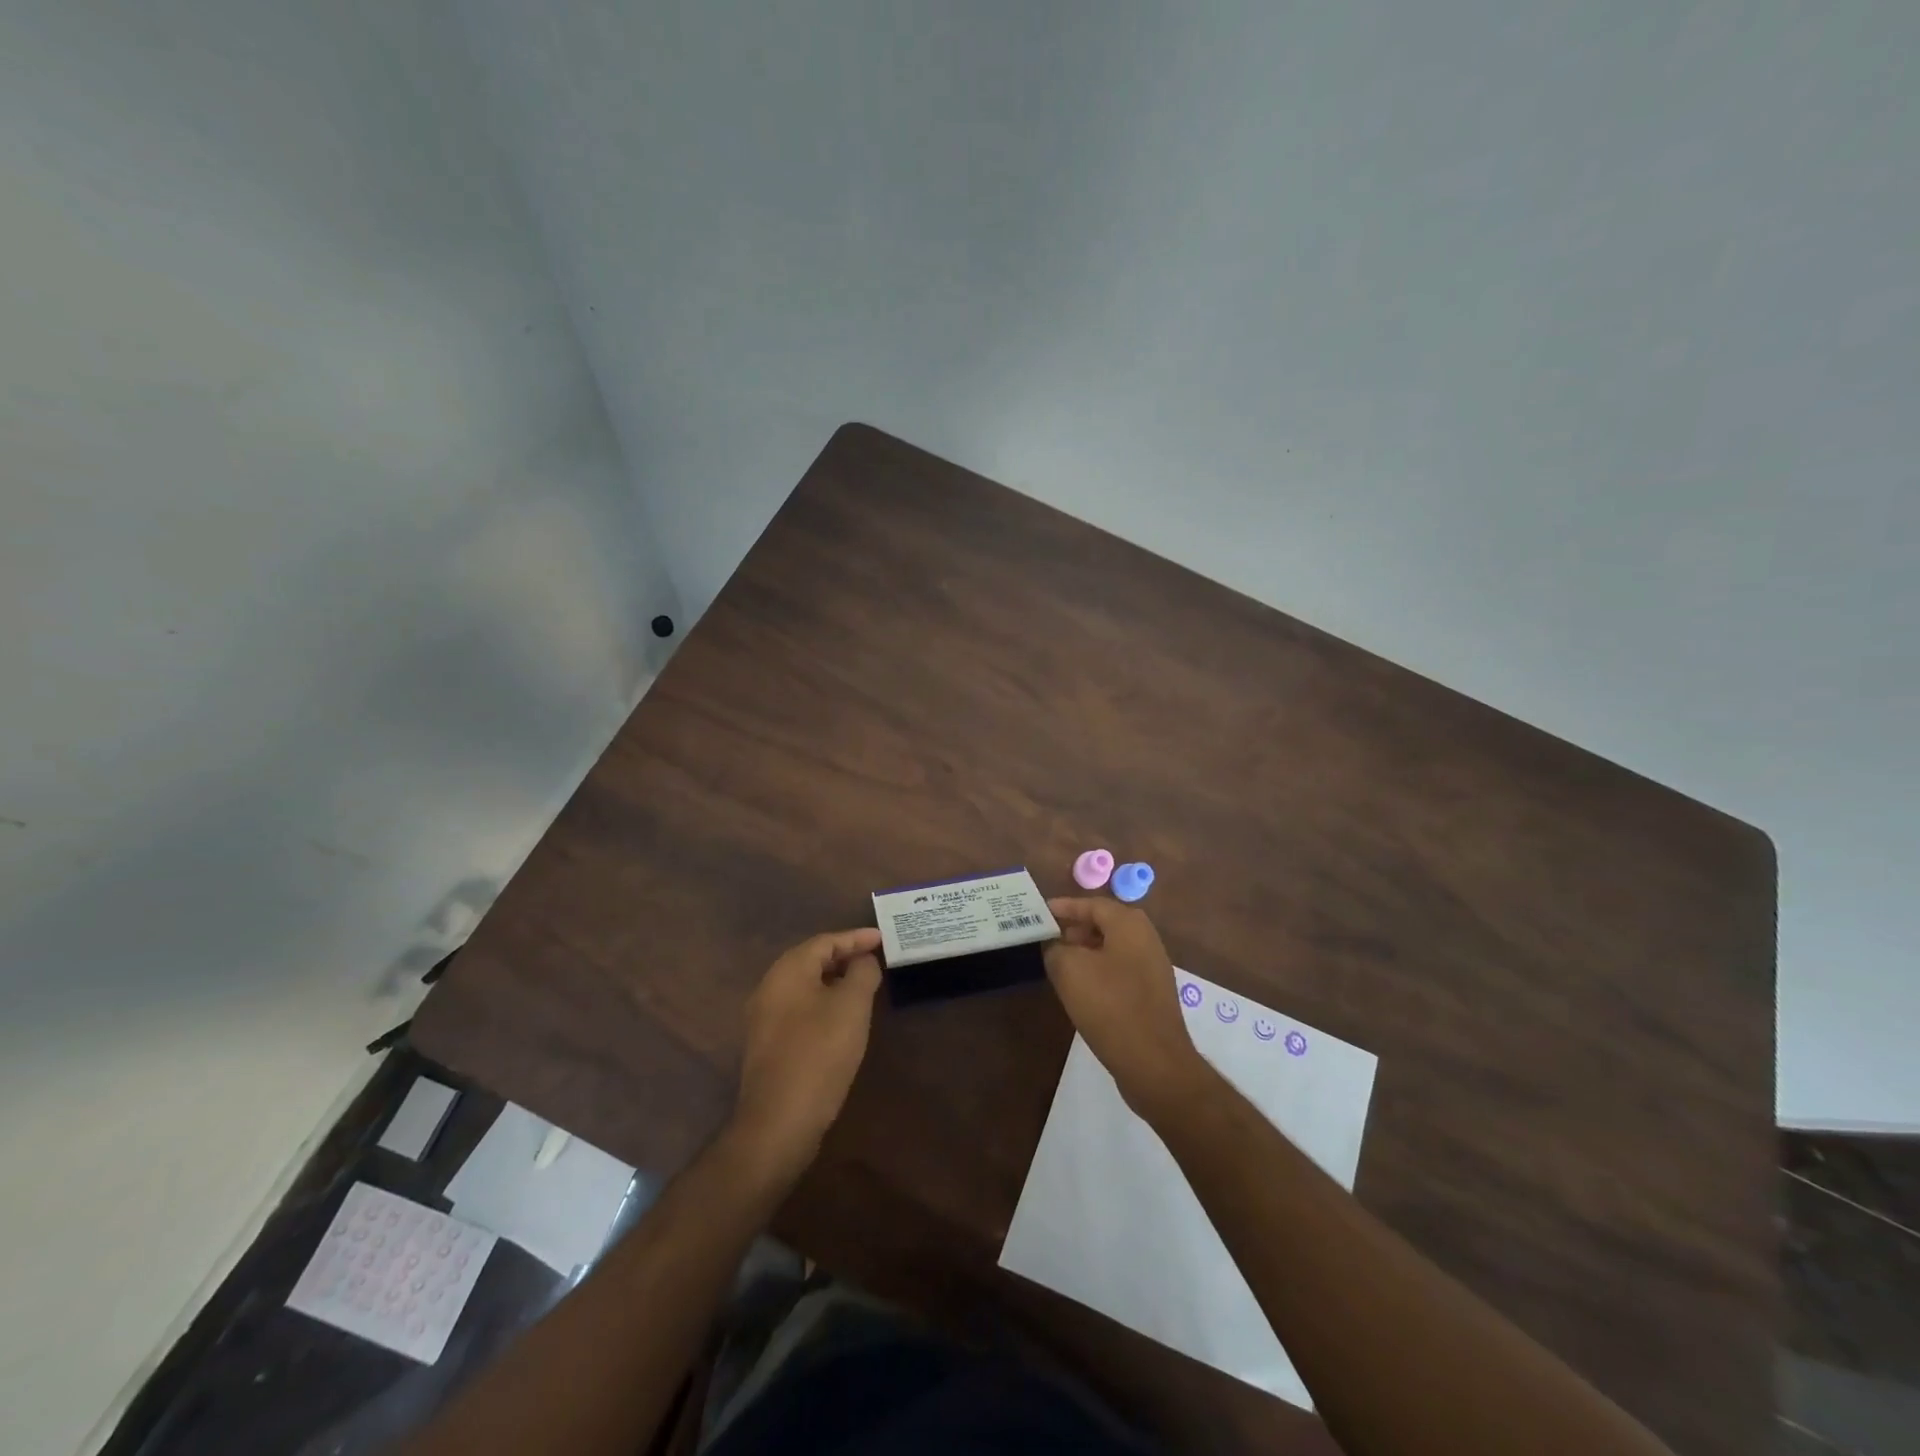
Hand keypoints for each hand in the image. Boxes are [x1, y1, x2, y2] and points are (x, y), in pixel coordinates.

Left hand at [728, 928, 883, 1183]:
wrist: (779, 1122)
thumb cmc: (819, 1054)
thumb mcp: (851, 1007)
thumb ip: (862, 974)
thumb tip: (863, 961)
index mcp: (787, 972)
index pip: (825, 941)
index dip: (856, 938)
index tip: (883, 939)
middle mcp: (769, 988)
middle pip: (811, 961)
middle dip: (844, 957)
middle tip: (875, 959)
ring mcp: (764, 1018)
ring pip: (805, 986)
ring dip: (834, 981)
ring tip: (864, 985)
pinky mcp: (768, 1045)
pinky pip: (800, 1009)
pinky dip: (823, 1003)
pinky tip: (842, 1018)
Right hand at [1045, 898, 1208, 1119]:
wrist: (1155, 1063)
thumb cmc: (1110, 1006)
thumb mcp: (1069, 970)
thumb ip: (1055, 948)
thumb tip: (1055, 945)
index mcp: (1129, 925)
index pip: (1091, 904)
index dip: (1064, 907)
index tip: (1041, 913)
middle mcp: (1146, 939)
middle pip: (1104, 924)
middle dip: (1075, 929)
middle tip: (1048, 939)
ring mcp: (1153, 968)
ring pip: (1112, 949)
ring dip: (1085, 952)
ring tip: (1059, 964)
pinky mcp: (1152, 994)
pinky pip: (1120, 971)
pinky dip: (1099, 972)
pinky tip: (1082, 990)